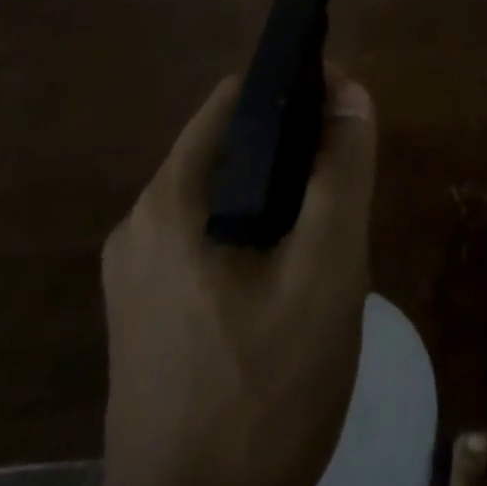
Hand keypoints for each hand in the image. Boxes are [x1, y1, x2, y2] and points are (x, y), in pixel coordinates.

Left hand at [101, 68, 376, 485]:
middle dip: (294, 154)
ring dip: (279, 199)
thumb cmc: (263, 394)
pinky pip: (208, 243)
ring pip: (224, 198)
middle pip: (231, 148)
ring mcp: (136, 278)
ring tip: (325, 239)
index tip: (345, 115)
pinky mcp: (145, 320)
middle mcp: (139, 226)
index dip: (297, 91)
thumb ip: (342, 170)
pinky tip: (290, 286)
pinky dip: (254, 238)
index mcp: (168, 200)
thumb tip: (350, 92)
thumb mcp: (325, 270)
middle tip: (343, 192)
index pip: (237, 99)